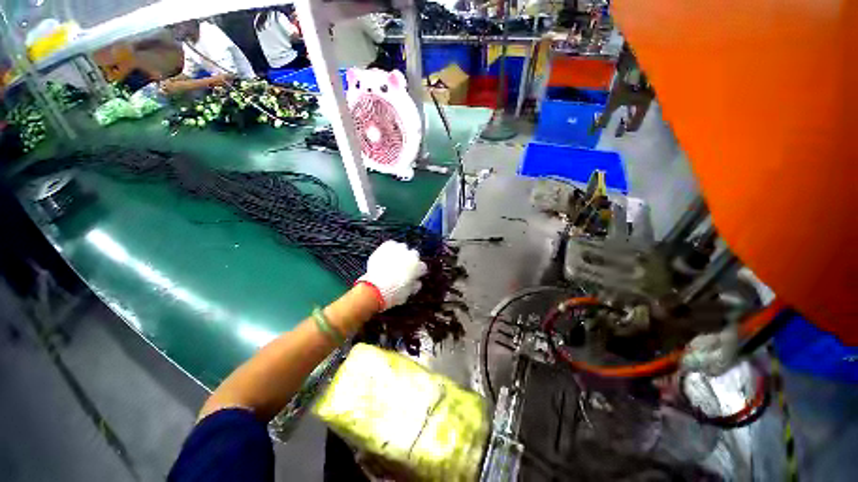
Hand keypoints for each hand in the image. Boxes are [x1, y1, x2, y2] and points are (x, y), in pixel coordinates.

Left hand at [357, 241, 426, 310]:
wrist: (374, 288)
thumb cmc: (393, 293)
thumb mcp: (407, 293)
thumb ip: (414, 285)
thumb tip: (416, 282)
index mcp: (417, 266)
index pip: (422, 267)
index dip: (417, 273)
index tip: (413, 276)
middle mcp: (410, 255)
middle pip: (414, 255)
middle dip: (410, 261)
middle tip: (402, 269)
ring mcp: (398, 249)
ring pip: (403, 248)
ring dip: (400, 254)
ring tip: (393, 262)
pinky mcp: (386, 246)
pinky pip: (391, 245)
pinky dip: (390, 249)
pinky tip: (386, 257)